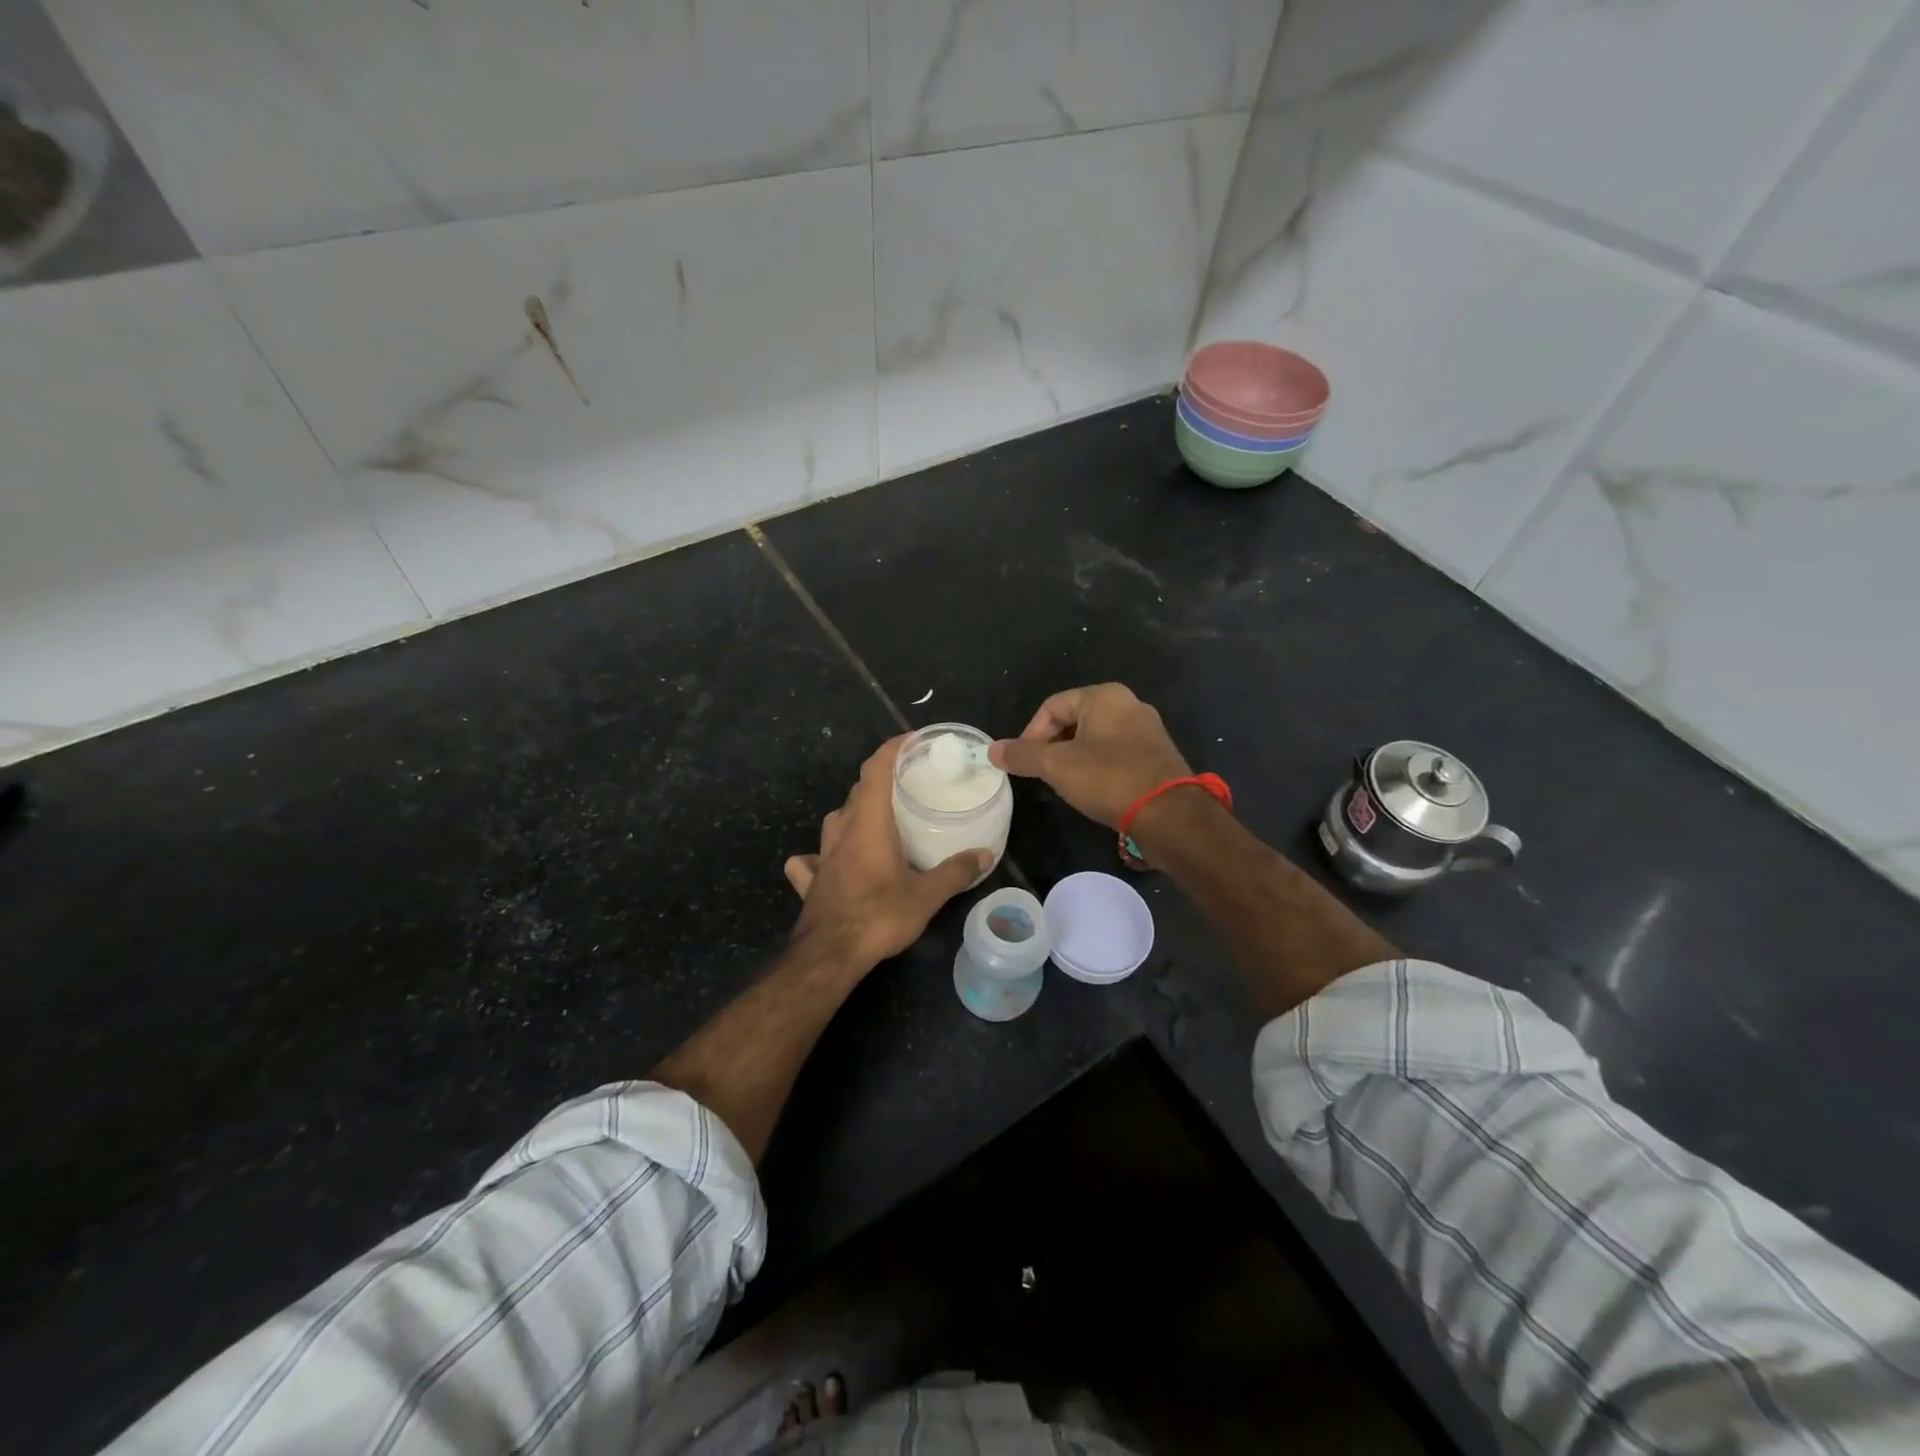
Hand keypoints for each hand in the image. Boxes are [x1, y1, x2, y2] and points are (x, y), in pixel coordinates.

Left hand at [784, 736, 990, 969]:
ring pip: (836, 820)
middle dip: (880, 781)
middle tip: (907, 786)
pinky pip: (812, 859)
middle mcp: (842, 830)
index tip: (912, 740)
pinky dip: (821, 855)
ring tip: (876, 820)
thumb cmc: (879, 915)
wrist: (829, 954)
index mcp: (869, 822)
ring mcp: (822, 855)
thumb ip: (955, 872)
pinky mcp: (811, 880)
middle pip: (857, 792)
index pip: (876, 769)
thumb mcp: (927, 895)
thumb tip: (985, 855)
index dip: (892, 748)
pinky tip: (829, 864)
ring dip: (854, 813)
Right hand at [990, 684, 1191, 828]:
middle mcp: (1129, 704)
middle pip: (1074, 720)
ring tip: (1064, 783)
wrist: (1170, 814)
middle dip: (1052, 746)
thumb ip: (1022, 755)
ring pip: (1095, 738)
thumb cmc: (1109, 779)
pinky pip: (1116, 753)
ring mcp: (1147, 730)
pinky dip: (1097, 767)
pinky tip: (1093, 790)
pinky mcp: (1157, 755)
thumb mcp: (1057, 766)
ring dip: (1073, 758)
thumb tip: (992, 750)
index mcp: (1104, 696)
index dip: (1030, 734)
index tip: (1022, 763)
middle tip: (1041, 774)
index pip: (1052, 706)